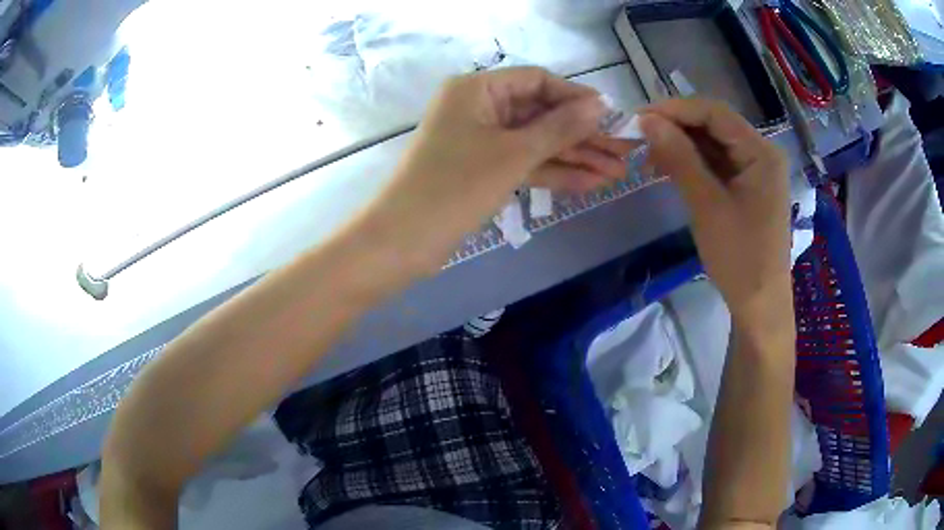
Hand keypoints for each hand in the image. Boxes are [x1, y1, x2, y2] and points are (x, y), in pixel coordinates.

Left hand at [359, 67, 628, 274]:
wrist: (402, 242)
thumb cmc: (455, 187)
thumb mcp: (513, 153)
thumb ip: (560, 127)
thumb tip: (600, 103)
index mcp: (478, 89)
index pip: (538, 81)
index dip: (577, 97)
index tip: (613, 115)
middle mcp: (479, 107)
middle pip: (541, 114)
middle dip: (582, 135)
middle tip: (623, 152)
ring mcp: (481, 140)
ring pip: (535, 142)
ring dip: (574, 157)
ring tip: (617, 172)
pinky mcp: (482, 169)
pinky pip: (523, 163)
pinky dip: (553, 173)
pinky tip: (590, 183)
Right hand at [639, 99, 792, 333]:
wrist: (759, 305)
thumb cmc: (739, 257)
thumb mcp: (707, 205)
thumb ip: (679, 158)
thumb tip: (647, 120)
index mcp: (761, 152)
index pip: (715, 113)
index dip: (677, 109)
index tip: (640, 118)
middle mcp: (761, 154)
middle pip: (715, 126)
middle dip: (678, 128)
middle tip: (641, 138)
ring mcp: (756, 172)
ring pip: (714, 145)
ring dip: (682, 146)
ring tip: (649, 156)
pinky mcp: (748, 188)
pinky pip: (717, 165)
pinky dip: (693, 165)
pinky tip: (670, 169)